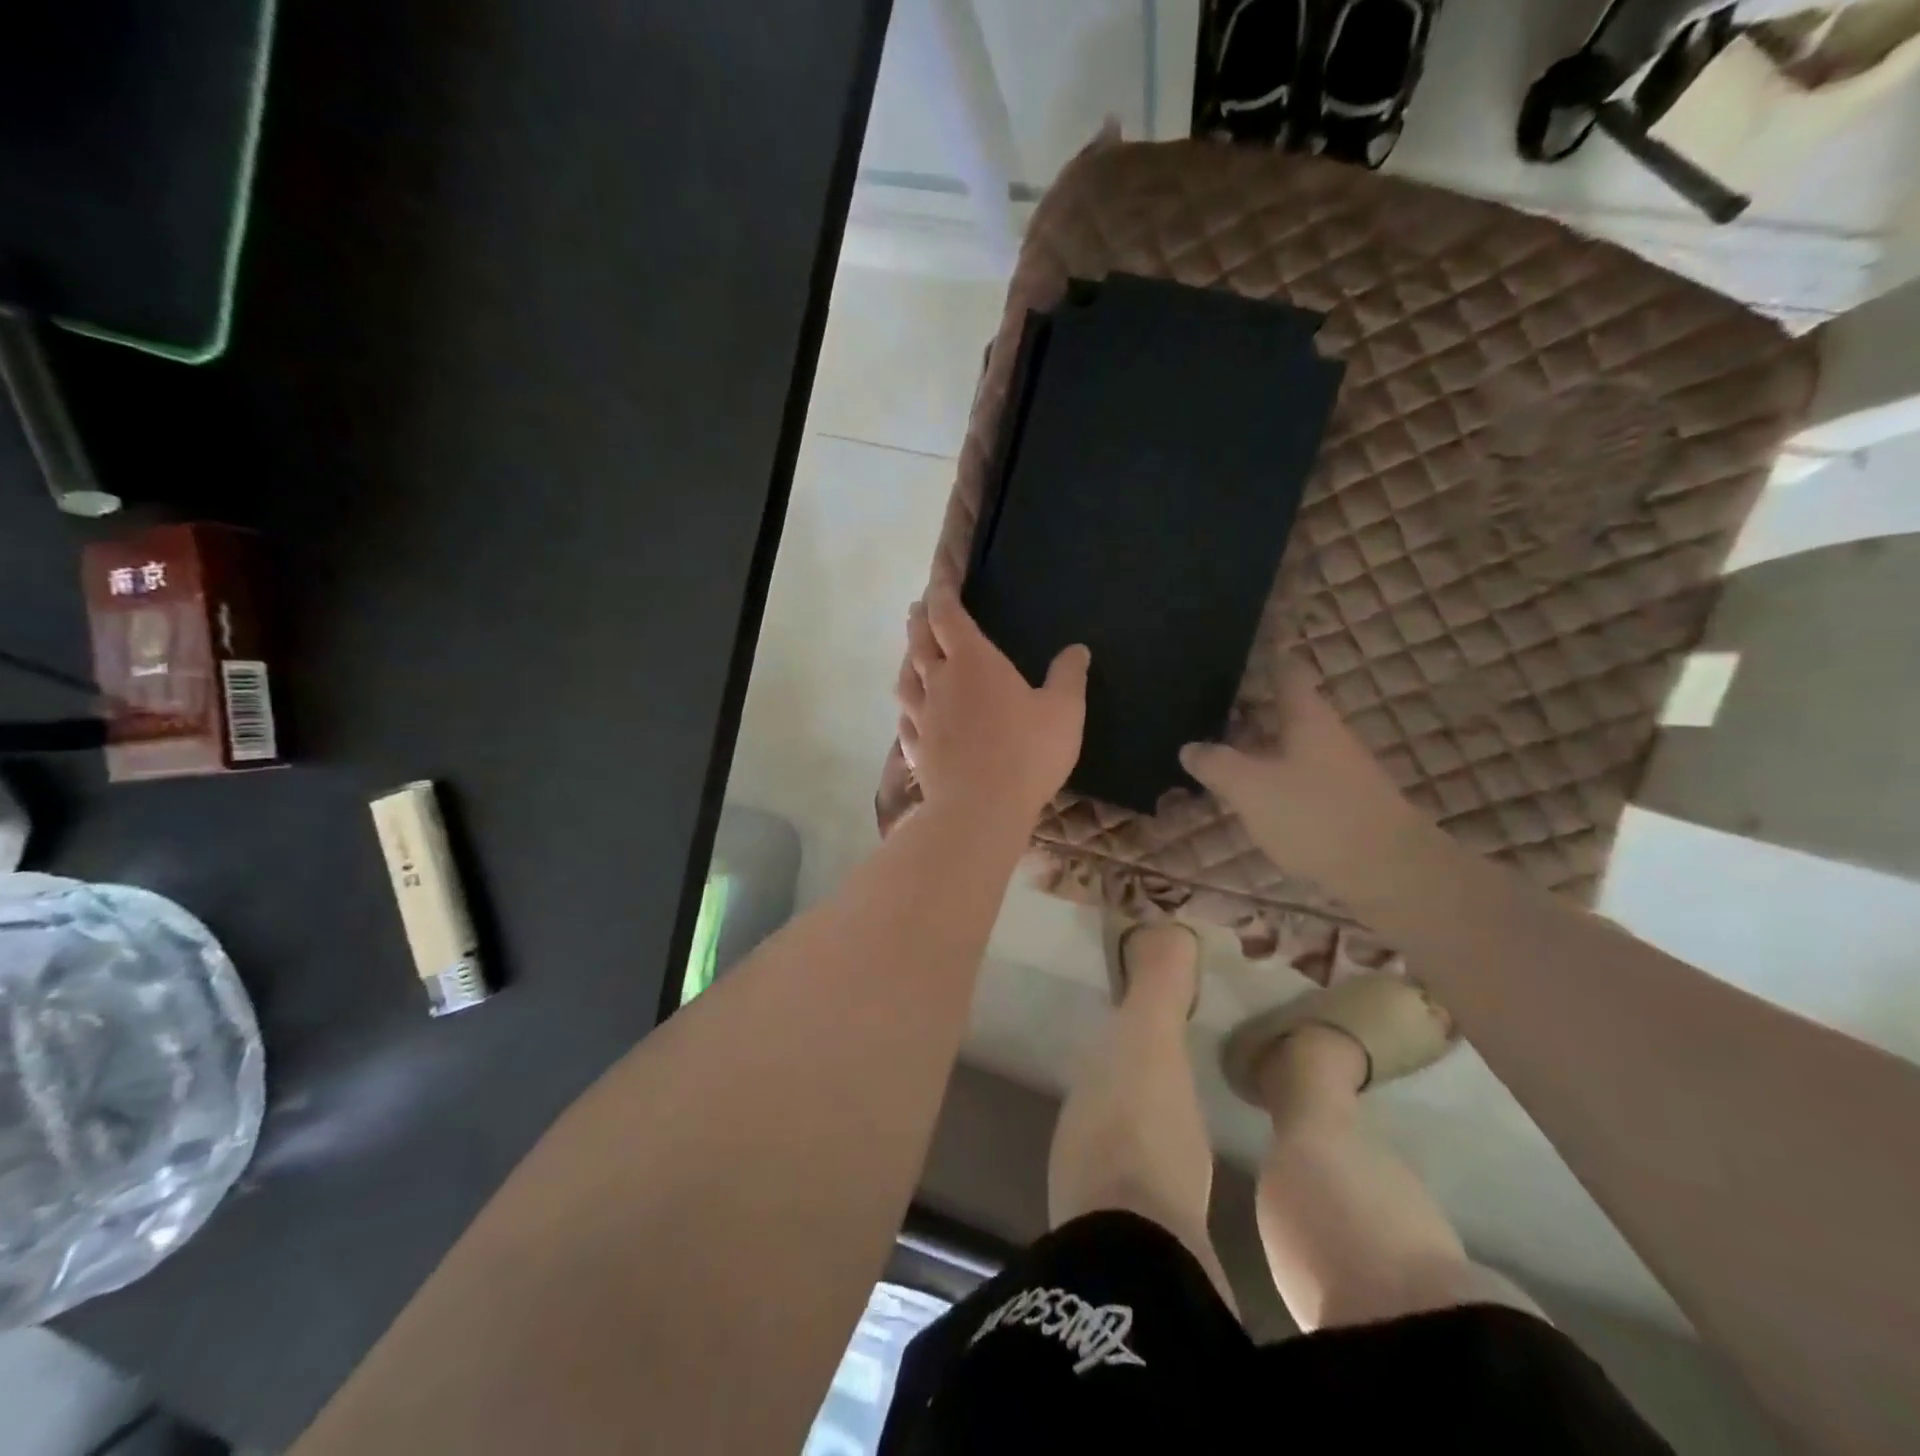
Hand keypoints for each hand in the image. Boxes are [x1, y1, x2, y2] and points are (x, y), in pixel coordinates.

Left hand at [896, 588, 1088, 825]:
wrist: (981, 809)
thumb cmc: (1026, 753)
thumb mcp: (1064, 711)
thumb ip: (1068, 677)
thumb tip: (1077, 649)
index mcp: (973, 663)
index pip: (948, 616)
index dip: (941, 593)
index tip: (938, 580)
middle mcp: (940, 683)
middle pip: (920, 642)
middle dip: (920, 621)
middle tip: (918, 609)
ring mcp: (922, 717)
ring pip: (906, 679)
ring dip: (908, 660)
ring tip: (911, 654)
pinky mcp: (916, 749)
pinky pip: (906, 719)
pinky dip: (907, 706)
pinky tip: (910, 712)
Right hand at [1179, 658, 1418, 890]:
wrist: (1388, 872)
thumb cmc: (1315, 815)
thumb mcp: (1250, 787)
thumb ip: (1216, 764)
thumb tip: (1189, 747)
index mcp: (1307, 717)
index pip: (1285, 671)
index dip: (1261, 657)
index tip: (1233, 650)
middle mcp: (1326, 735)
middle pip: (1284, 709)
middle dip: (1247, 706)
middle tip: (1204, 706)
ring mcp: (1338, 769)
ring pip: (1289, 744)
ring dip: (1256, 743)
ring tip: (1216, 750)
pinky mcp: (1342, 802)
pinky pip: (1297, 775)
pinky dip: (1269, 774)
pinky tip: (1247, 793)